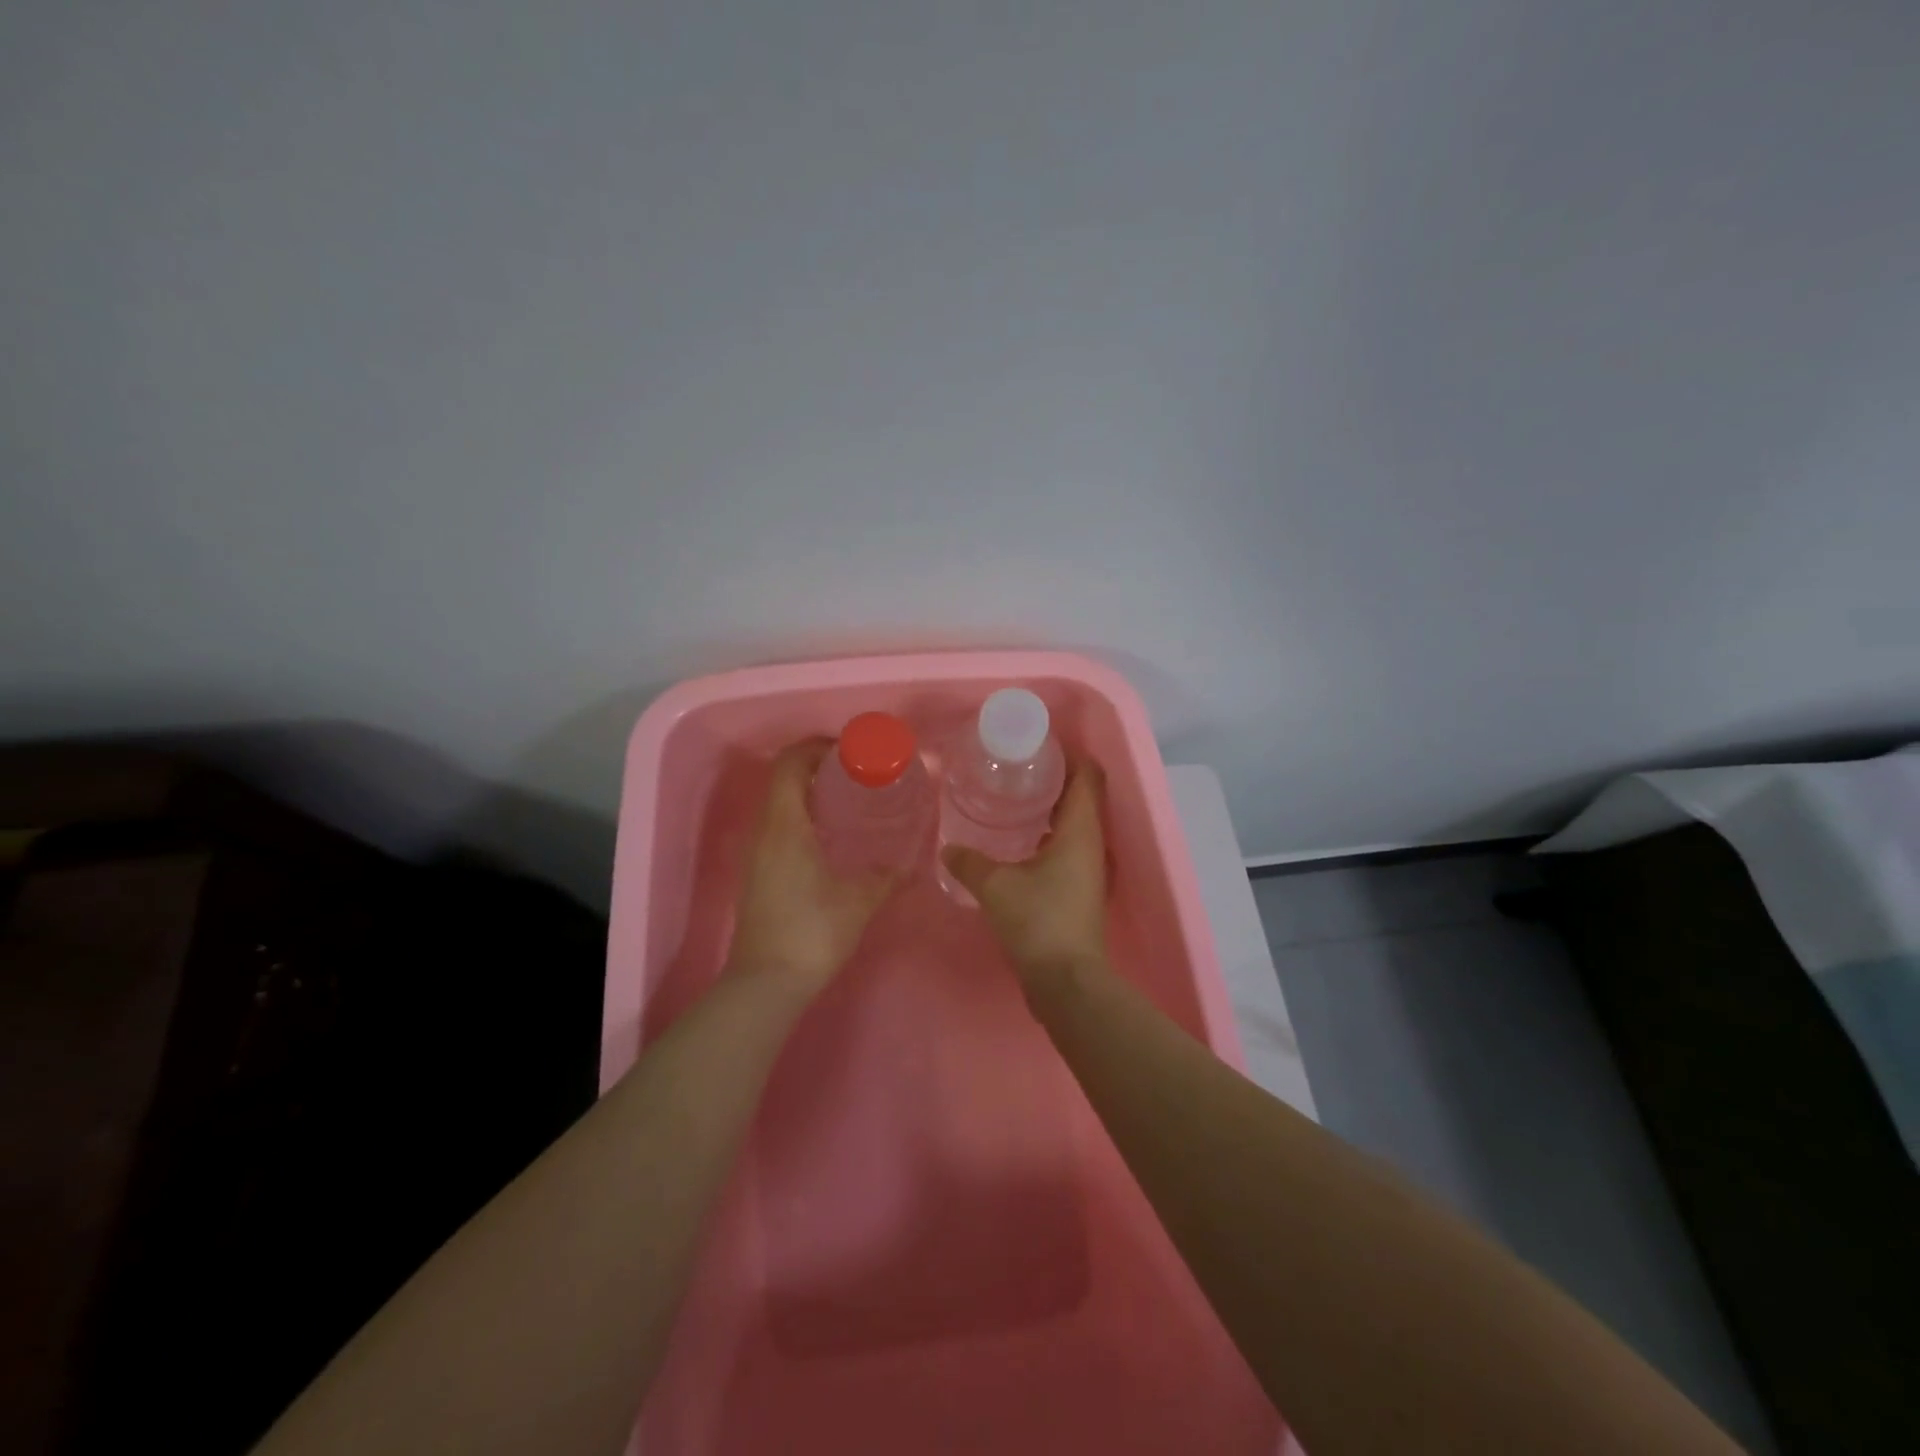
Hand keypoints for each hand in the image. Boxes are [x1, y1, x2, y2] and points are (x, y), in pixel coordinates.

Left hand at [726, 740, 901, 1001]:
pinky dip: (802, 818)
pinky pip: (777, 827)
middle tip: (856, 774)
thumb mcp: (859, 900)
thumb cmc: (812, 932)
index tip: (849, 751)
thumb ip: (887, 875)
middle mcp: (764, 831)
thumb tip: (910, 861)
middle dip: (817, 768)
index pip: (790, 763)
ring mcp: (756, 853)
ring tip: (849, 802)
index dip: (816, 747)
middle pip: (783, 779)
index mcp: (785, 825)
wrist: (766, 984)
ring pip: (778, 804)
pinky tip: (831, 839)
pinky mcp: (757, 873)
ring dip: (809, 794)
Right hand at [943, 760, 1110, 1004]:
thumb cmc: (1038, 921)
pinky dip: (1050, 835)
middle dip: (1055, 778)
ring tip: (1016, 799)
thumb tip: (948, 848)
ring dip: (1053, 808)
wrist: (1066, 982)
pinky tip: (1021, 843)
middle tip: (1018, 769)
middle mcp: (1092, 844)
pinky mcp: (1081, 889)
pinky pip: (1069, 847)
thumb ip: (969, 862)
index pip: (1088, 776)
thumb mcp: (995, 886)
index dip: (1070, 755)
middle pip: (1083, 796)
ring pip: (1076, 823)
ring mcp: (1090, 868)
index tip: (1039, 747)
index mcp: (1081, 830)